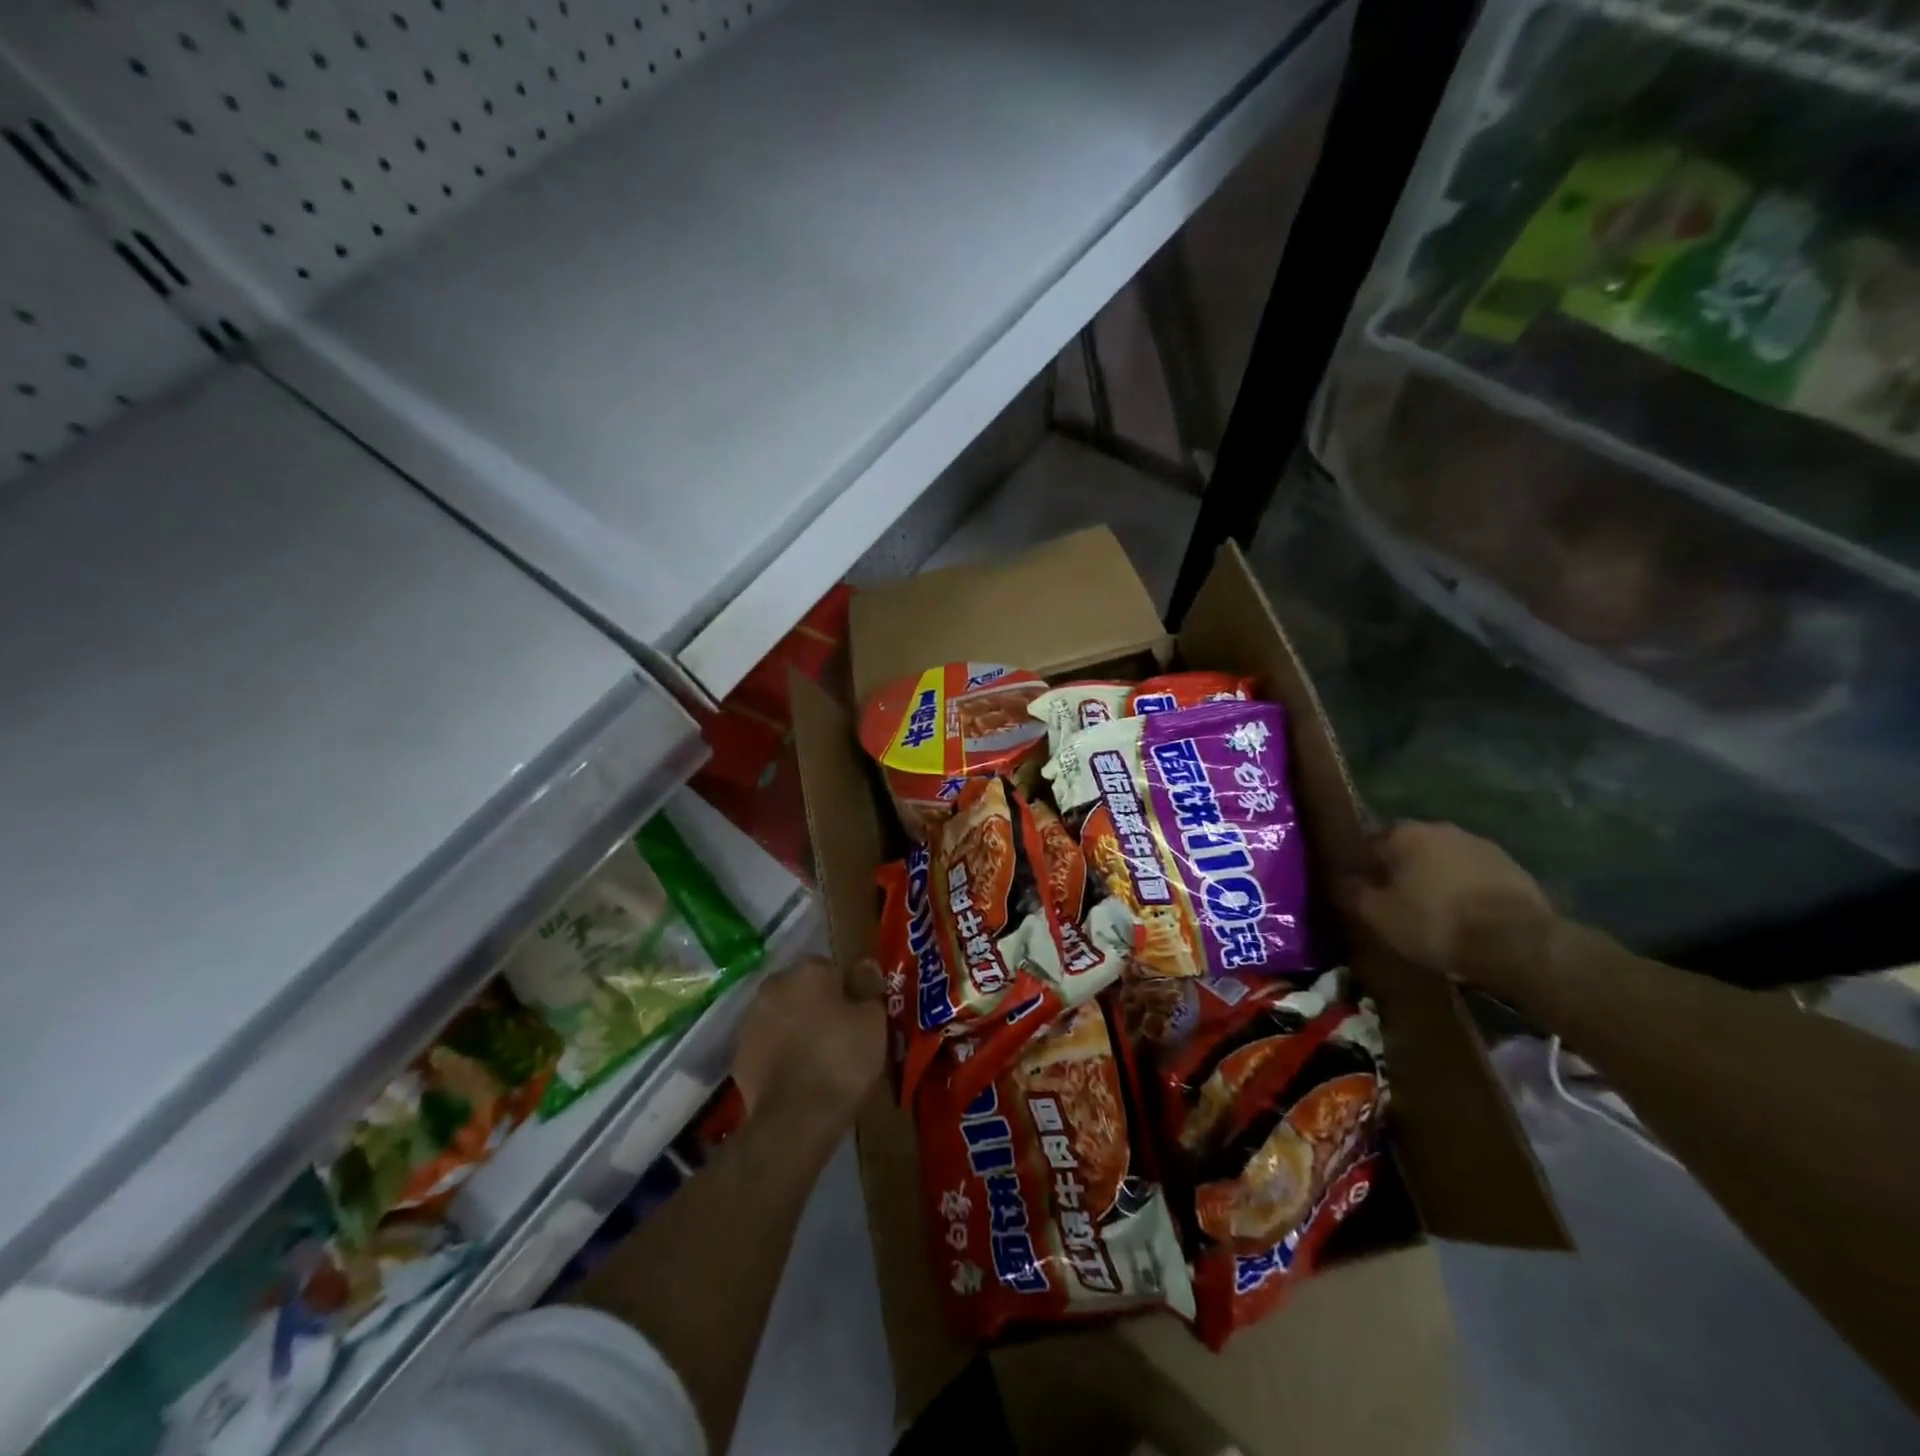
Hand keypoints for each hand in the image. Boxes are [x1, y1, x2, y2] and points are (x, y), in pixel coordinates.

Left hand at [731, 955, 885, 1135]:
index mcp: (808, 970)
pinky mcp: (739, 1055)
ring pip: (781, 1016)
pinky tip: (797, 1076)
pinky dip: (779, 1054)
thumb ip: (868, 986)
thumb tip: (865, 965)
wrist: (795, 1118)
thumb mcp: (873, 1021)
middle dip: (817, 1006)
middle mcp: (774, 985)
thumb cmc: (842, 1059)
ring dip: (795, 1028)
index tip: (857, 1017)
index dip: (847, 993)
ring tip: (818, 1059)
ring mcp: (751, 1020)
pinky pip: (767, 1045)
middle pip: (802, 990)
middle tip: (839, 1036)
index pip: (832, 969)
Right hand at [1336, 822, 1553, 986]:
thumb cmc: (1436, 921)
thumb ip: (1354, 894)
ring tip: (1433, 912)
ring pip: (1445, 861)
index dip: (1364, 866)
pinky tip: (1465, 918)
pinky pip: (1475, 877)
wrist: (1518, 942)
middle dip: (1402, 870)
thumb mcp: (1379, 915)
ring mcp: (1482, 846)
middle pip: (1411, 849)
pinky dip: (1466, 891)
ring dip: (1436, 879)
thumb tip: (1342, 882)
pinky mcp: (1514, 869)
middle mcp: (1443, 829)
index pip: (1372, 841)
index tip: (1363, 889)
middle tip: (1396, 901)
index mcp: (1406, 833)